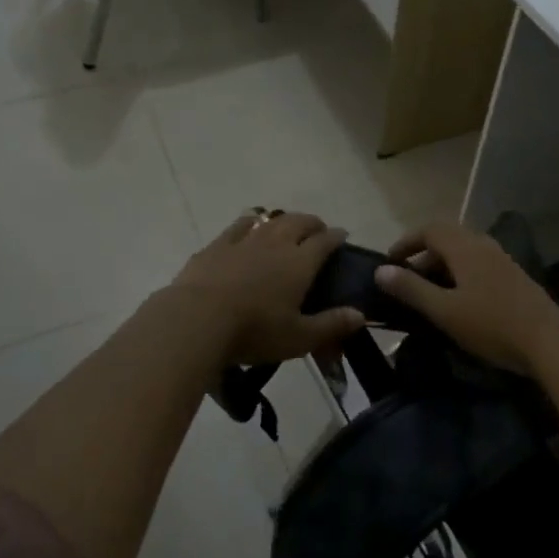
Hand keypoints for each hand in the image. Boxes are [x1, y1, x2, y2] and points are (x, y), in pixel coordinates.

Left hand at [168, 211, 364, 365]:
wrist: (197, 319)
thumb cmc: (254, 331)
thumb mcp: (299, 338)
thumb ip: (331, 325)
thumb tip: (361, 315)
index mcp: (300, 262)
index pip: (325, 241)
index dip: (337, 236)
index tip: (343, 236)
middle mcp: (276, 243)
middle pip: (299, 222)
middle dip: (313, 223)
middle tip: (318, 231)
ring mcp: (244, 240)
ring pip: (270, 220)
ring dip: (283, 220)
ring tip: (287, 227)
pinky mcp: (217, 245)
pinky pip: (239, 225)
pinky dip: (250, 222)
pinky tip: (249, 224)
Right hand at [373, 222, 558, 375]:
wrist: (549, 342)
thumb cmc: (491, 325)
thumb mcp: (444, 310)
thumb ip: (411, 289)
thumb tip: (381, 271)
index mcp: (464, 247)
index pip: (429, 229)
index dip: (406, 242)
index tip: (389, 262)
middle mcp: (483, 244)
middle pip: (447, 237)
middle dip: (423, 254)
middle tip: (406, 280)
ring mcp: (502, 259)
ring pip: (464, 251)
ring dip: (442, 265)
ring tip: (429, 292)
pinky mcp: (514, 276)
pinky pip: (478, 264)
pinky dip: (460, 273)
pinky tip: (459, 300)